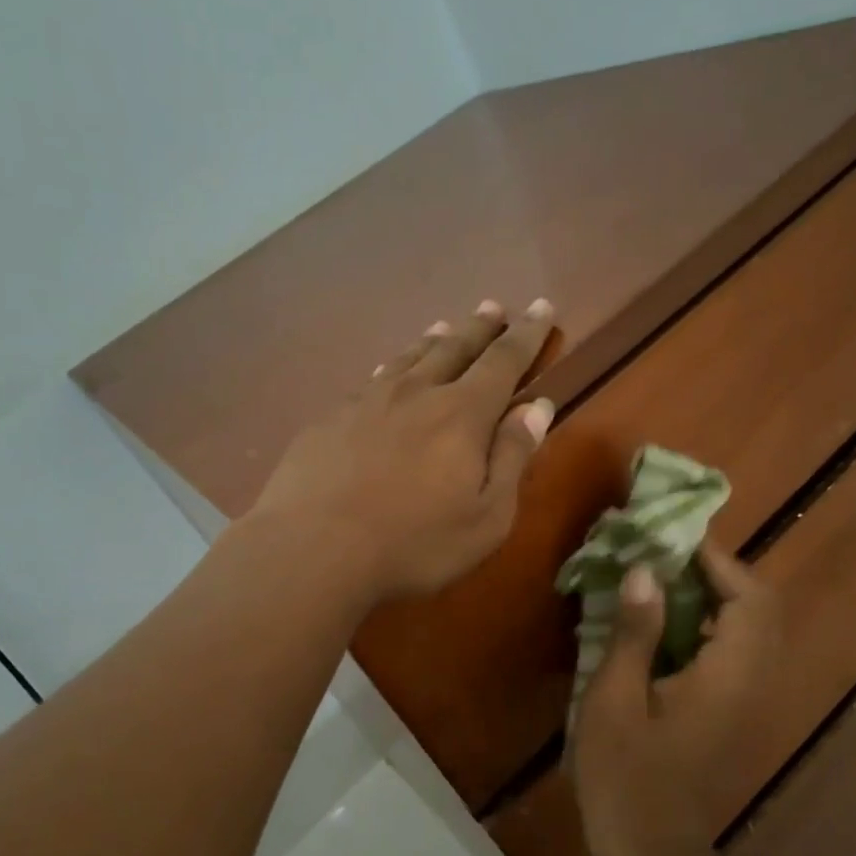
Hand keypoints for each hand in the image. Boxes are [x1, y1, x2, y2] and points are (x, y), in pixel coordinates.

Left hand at [248, 299, 556, 603]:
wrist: (313, 548)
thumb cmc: (413, 543)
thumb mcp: (486, 517)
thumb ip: (512, 457)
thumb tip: (536, 407)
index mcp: (462, 414)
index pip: (504, 361)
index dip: (527, 334)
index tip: (542, 306)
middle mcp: (416, 393)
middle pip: (455, 348)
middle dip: (479, 328)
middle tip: (492, 308)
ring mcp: (367, 401)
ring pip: (408, 358)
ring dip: (432, 341)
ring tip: (443, 328)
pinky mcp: (330, 418)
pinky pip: (371, 380)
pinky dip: (390, 368)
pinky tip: (385, 374)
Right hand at [571, 545, 777, 855]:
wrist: (653, 853)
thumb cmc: (626, 777)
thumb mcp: (614, 701)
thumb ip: (634, 633)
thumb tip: (646, 571)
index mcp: (727, 675)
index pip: (749, 597)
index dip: (718, 559)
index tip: (676, 535)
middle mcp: (750, 682)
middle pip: (760, 608)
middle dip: (721, 572)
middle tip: (670, 553)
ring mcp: (745, 701)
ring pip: (750, 630)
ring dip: (716, 596)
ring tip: (664, 578)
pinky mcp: (731, 714)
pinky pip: (734, 652)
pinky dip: (710, 625)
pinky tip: (665, 625)